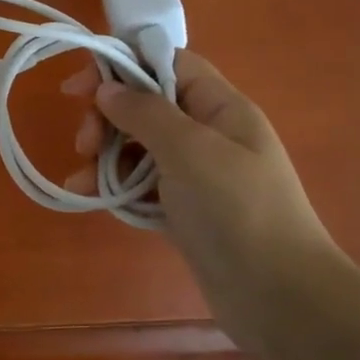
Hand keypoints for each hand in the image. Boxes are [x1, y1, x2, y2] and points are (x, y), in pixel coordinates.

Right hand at [62, 49, 338, 297]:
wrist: (279, 296)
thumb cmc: (237, 209)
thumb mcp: (189, 150)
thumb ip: (144, 112)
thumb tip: (108, 88)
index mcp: (220, 107)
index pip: (168, 63)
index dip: (123, 64)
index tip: (80, 88)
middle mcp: (208, 133)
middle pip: (146, 105)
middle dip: (108, 118)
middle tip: (84, 144)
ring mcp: (196, 174)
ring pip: (139, 147)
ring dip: (105, 156)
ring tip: (83, 179)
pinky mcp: (185, 210)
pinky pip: (142, 185)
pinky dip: (116, 186)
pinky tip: (91, 197)